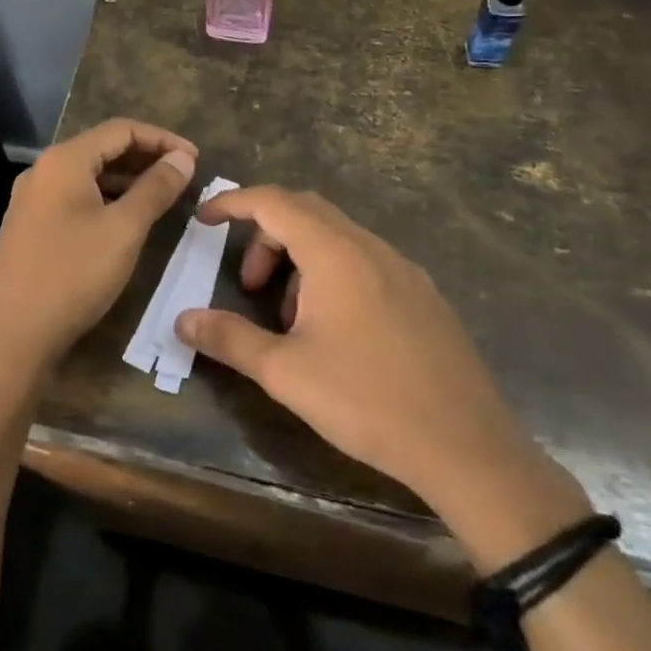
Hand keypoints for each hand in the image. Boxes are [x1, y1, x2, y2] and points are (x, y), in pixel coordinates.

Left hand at [0, 120, 196, 386]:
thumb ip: (156, 188)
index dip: (162, 139)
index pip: (121, 129)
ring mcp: (32, 200)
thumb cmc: (72, 276)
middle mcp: (43, 170)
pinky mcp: (30, 227)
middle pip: (102, 149)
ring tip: (163, 198)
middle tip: (184, 177)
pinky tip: (127, 221)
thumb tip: (183, 157)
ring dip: (127, 181)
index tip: (196, 159)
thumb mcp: (124, 230)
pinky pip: (75, 198)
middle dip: (146, 158)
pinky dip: (106, 200)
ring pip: (88, 176)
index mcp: (64, 160)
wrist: (10, 338)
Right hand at [175, 187, 589, 560]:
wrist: (469, 448)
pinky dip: (331, 273)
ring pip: (337, 237)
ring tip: (288, 318)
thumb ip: (229, 339)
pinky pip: (364, 261)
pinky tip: (333, 331)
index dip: (233, 203)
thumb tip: (182, 320)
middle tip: (247, 283)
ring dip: (300, 258)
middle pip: (305, 212)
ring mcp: (403, 268)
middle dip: (265, 236)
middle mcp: (370, 247)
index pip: (273, 201)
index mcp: (335, 252)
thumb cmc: (368, 401)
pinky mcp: (423, 295)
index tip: (203, 218)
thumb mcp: (286, 373)